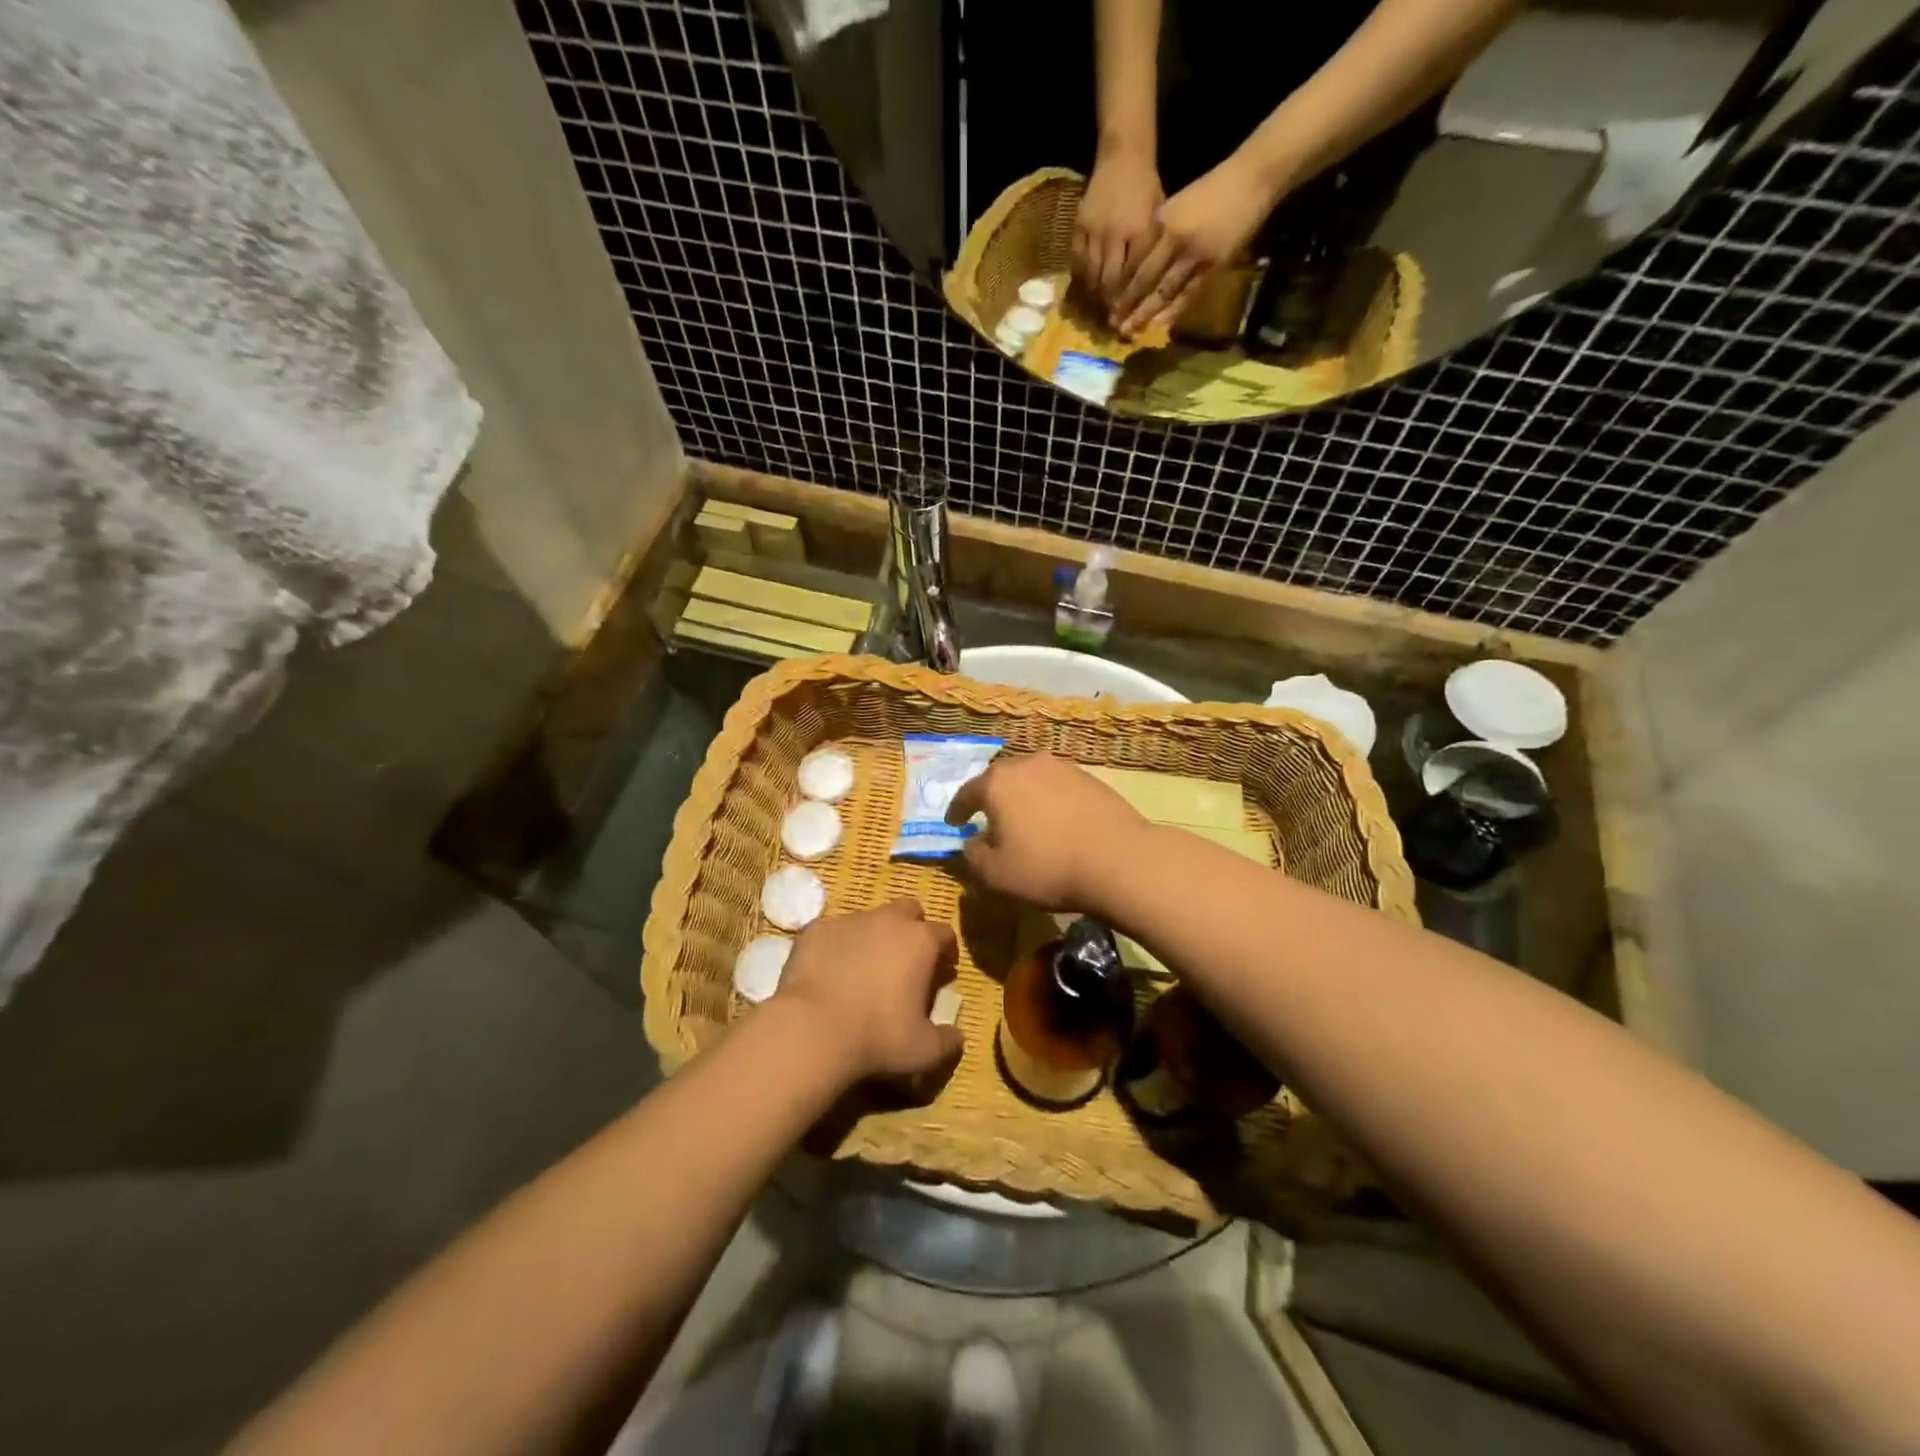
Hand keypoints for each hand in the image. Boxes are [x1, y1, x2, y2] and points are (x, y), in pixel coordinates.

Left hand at [774, 899, 961, 1083]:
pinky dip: (836, 946)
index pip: (944, 933)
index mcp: (920, 941)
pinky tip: (829, 972)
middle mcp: (887, 919)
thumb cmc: (877, 1037)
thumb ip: (947, 1041)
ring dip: (872, 936)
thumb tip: (957, 1037)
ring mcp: (848, 920)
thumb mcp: (924, 1051)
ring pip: (868, 918)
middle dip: (912, 928)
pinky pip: (833, 932)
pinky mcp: (815, 929)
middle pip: (909, 910)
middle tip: (906, 960)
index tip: (943, 971)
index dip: (946, 951)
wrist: (812, 1030)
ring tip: (863, 969)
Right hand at [943, 754, 1148, 911]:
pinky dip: (1050, 801)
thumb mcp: (996, 875)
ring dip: (1023, 797)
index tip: (953, 823)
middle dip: (991, 798)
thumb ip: (973, 857)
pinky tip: (1056, 821)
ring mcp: (1062, 768)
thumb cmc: (1047, 867)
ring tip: (1024, 820)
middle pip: (1000, 779)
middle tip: (988, 818)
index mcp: (997, 783)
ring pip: (1032, 780)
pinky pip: (1058, 787)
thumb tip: (971, 843)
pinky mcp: (1091, 779)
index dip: (957, 810)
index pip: (967, 793)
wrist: (1118, 860)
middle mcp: (1027, 765)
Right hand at [1073, 149, 1164, 307]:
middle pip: (1107, 280)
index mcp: (1138, 232)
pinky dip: (1080, 277)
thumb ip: (1150, 250)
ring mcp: (1093, 230)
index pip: (1130, 276)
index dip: (1126, 300)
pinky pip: (1077, 259)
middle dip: (1108, 304)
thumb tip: (1147, 285)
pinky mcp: (1078, 226)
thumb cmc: (1146, 187)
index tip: (1124, 318)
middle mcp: (1114, 234)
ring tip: (1094, 310)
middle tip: (1108, 320)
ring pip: (1090, 273)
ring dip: (1092, 295)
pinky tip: (1083, 289)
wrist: (1123, 156)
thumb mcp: (1158, 216)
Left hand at [1110, 153, 1279, 337]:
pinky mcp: (1212, 264)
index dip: (1120, 284)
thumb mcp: (1177, 205)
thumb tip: (1139, 265)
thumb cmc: (1213, 191)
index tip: (1108, 302)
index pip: (1134, 260)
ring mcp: (1193, 253)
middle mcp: (1172, 238)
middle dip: (1127, 304)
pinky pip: (1187, 294)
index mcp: (1160, 222)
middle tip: (1112, 325)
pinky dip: (1173, 311)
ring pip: (1163, 290)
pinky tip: (1160, 325)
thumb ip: (1159, 234)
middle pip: (1144, 279)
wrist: (1251, 178)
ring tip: (1130, 331)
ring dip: (1145, 313)